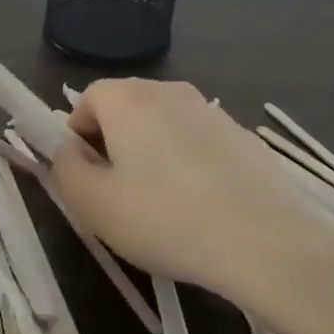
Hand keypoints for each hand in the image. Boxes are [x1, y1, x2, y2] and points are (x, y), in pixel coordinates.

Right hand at [47, 79, 333, 319]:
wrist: (267, 242)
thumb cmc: (165, 219)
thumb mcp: (94, 205)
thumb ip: (66, 170)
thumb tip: (69, 153)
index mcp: (127, 98)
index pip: (87, 100)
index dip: (79, 137)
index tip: (88, 178)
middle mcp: (168, 91)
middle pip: (126, 109)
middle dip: (115, 144)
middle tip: (120, 194)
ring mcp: (211, 111)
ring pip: (164, 126)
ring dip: (153, 154)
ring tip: (165, 205)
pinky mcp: (244, 136)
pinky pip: (199, 142)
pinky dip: (191, 164)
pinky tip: (203, 207)